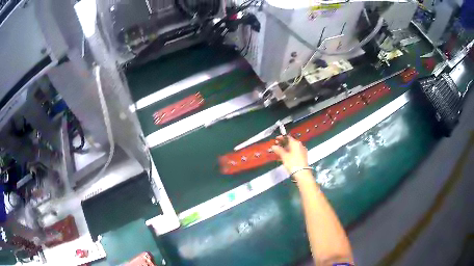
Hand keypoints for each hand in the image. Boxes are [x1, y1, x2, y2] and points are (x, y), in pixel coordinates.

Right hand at [271, 135, 308, 173]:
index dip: (281, 137)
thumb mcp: (284, 156)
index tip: (276, 139)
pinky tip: (285, 155)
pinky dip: (289, 152)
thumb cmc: (293, 163)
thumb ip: (278, 150)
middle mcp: (300, 145)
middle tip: (276, 144)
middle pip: (290, 142)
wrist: (302, 173)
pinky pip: (295, 152)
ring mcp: (302, 151)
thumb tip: (273, 146)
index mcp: (296, 143)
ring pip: (292, 147)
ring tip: (279, 150)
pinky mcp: (303, 157)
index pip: (288, 137)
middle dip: (283, 143)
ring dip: (286, 148)